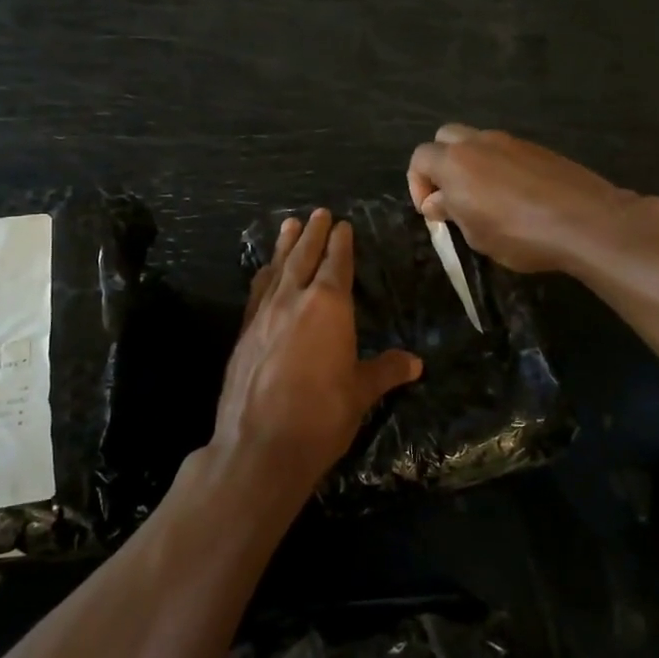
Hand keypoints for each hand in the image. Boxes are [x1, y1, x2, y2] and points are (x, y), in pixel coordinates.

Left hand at [208, 209, 422, 502]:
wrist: (259, 445)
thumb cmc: (321, 416)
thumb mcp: (361, 393)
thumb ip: (385, 371)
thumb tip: (415, 363)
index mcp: (328, 307)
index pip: (337, 264)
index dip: (341, 243)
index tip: (343, 225)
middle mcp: (293, 300)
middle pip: (304, 256)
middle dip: (313, 233)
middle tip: (318, 212)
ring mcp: (263, 315)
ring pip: (277, 269)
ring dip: (284, 245)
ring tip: (289, 225)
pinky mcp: (243, 333)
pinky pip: (257, 292)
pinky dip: (264, 276)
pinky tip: (264, 273)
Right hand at [407, 124, 636, 273]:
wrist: (586, 221)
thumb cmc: (520, 234)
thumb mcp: (476, 235)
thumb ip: (451, 212)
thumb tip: (437, 202)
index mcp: (455, 162)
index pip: (420, 158)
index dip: (417, 184)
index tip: (431, 211)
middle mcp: (479, 142)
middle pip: (445, 138)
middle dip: (441, 163)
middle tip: (451, 195)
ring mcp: (511, 141)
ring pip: (477, 142)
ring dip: (471, 163)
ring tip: (484, 198)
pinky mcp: (538, 148)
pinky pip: (506, 151)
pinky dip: (499, 166)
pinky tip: (515, 196)